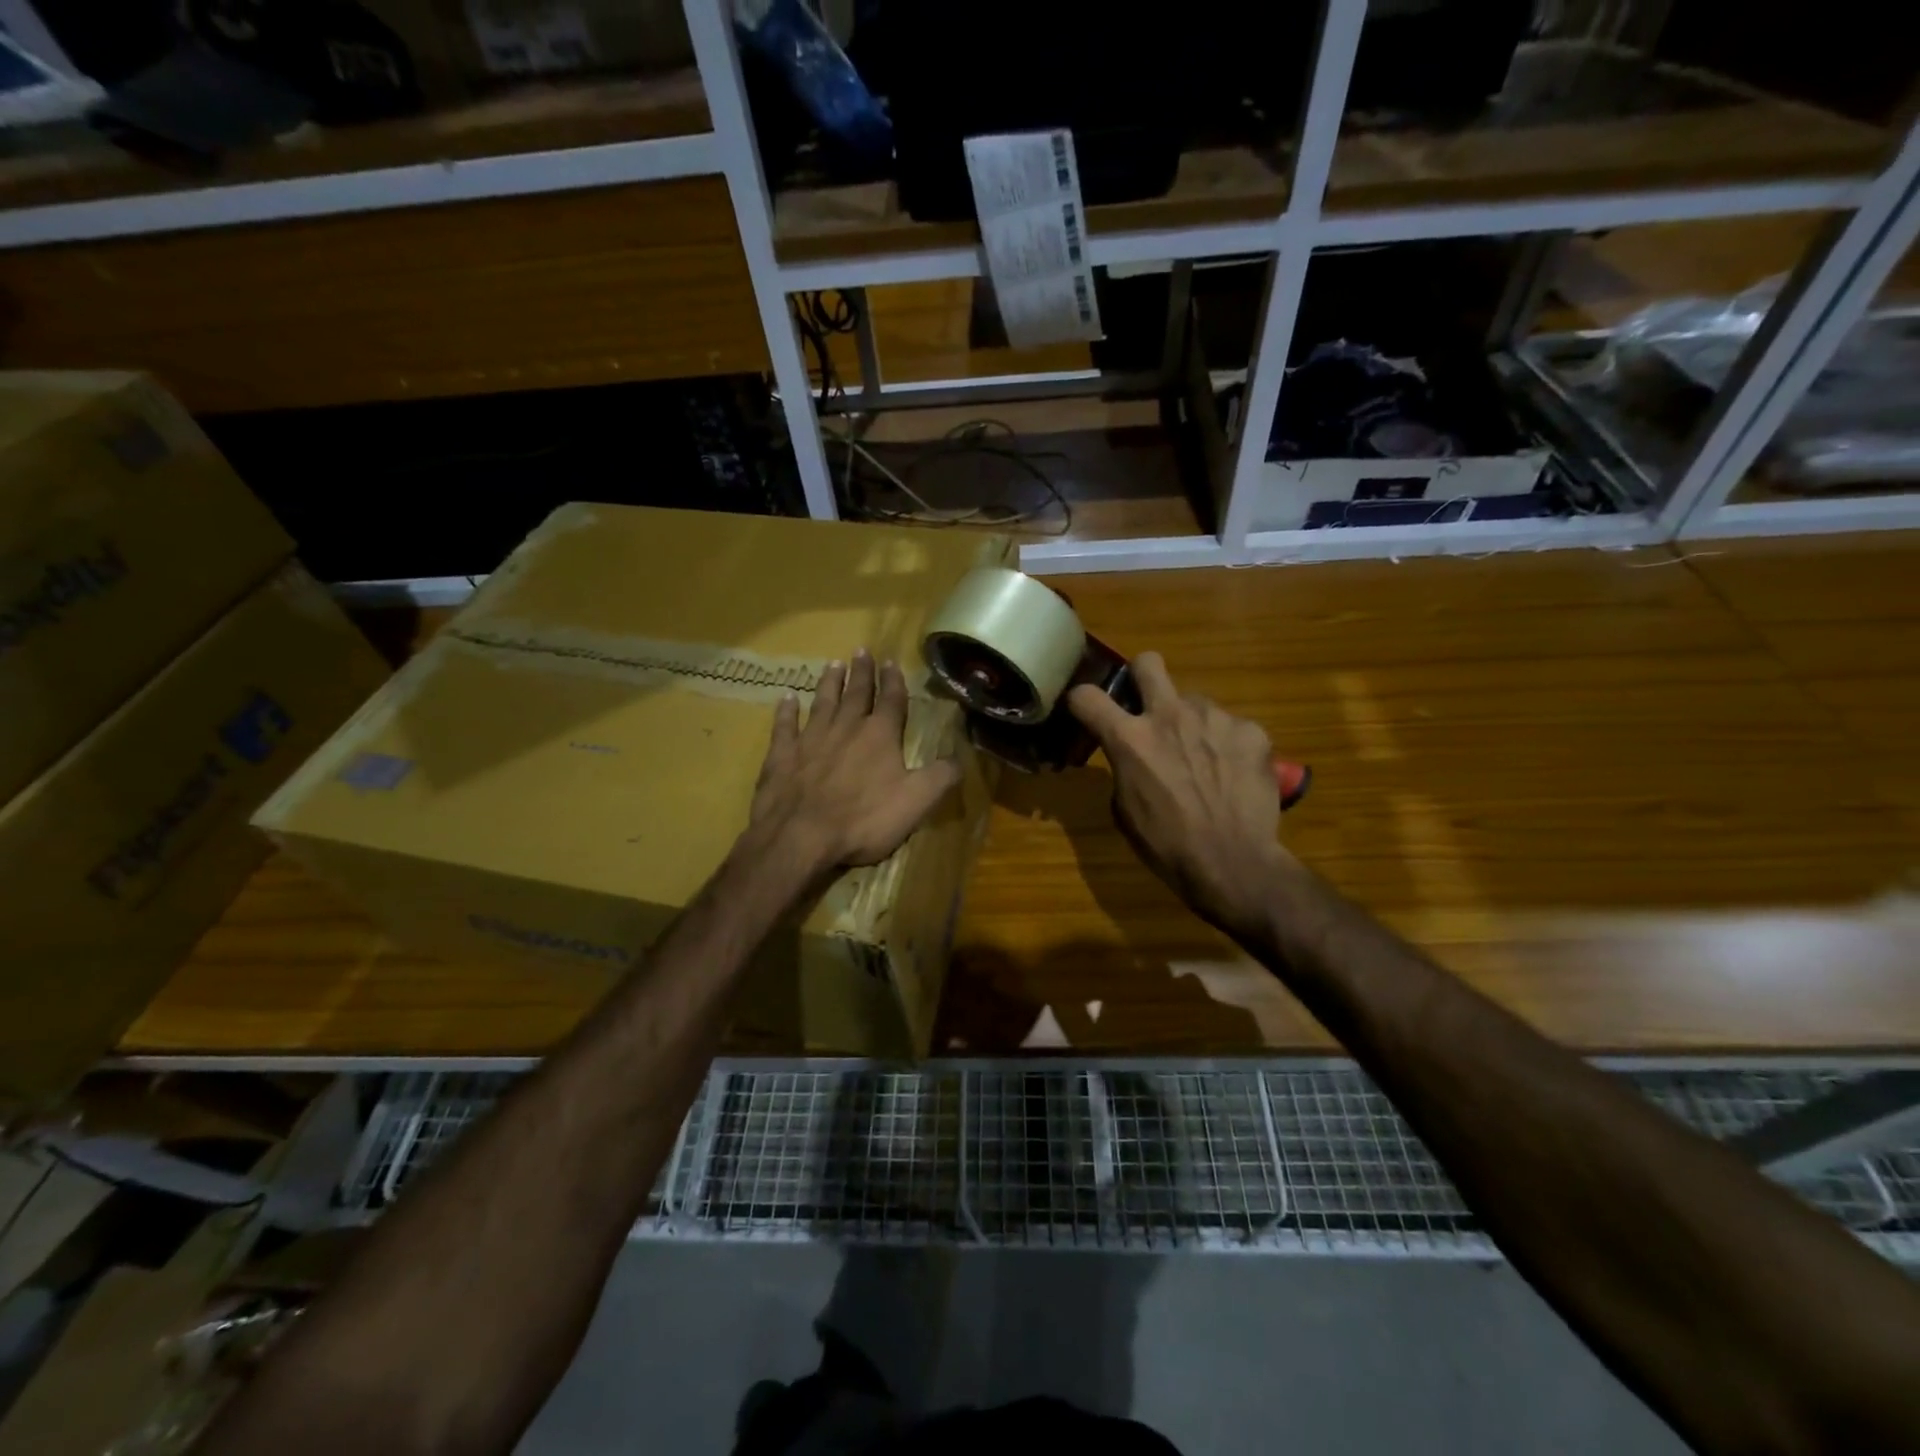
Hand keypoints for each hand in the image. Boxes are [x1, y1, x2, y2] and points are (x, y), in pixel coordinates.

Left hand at [745, 648, 961, 880]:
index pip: (891, 700)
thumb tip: (960, 758)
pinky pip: (785, 726)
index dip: (894, 681)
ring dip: (829, 682)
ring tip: (832, 664)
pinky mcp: (782, 755)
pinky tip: (786, 698)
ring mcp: (810, 739)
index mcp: (880, 736)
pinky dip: (786, 710)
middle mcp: (845, 728)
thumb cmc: (863, 819)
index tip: (891, 661)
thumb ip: (940, 777)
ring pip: (822, 702)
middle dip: (861, 672)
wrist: (800, 836)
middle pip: (856, 693)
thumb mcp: (916, 802)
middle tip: (861, 650)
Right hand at [1068, 652, 1291, 939]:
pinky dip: (1229, 745)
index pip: (1086, 696)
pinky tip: (1234, 775)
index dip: (1081, 701)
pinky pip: (1232, 727)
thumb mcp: (1125, 809)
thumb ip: (1124, 767)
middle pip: (1148, 663)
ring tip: (1206, 763)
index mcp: (1130, 739)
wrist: (1233, 863)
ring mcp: (1214, 718)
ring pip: (1196, 702)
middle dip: (1142, 677)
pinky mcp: (1251, 730)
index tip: (1088, 711)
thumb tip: (1132, 755)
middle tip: (1149, 706)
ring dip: (1193, 724)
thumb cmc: (1167, 845)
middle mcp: (1170, 715)